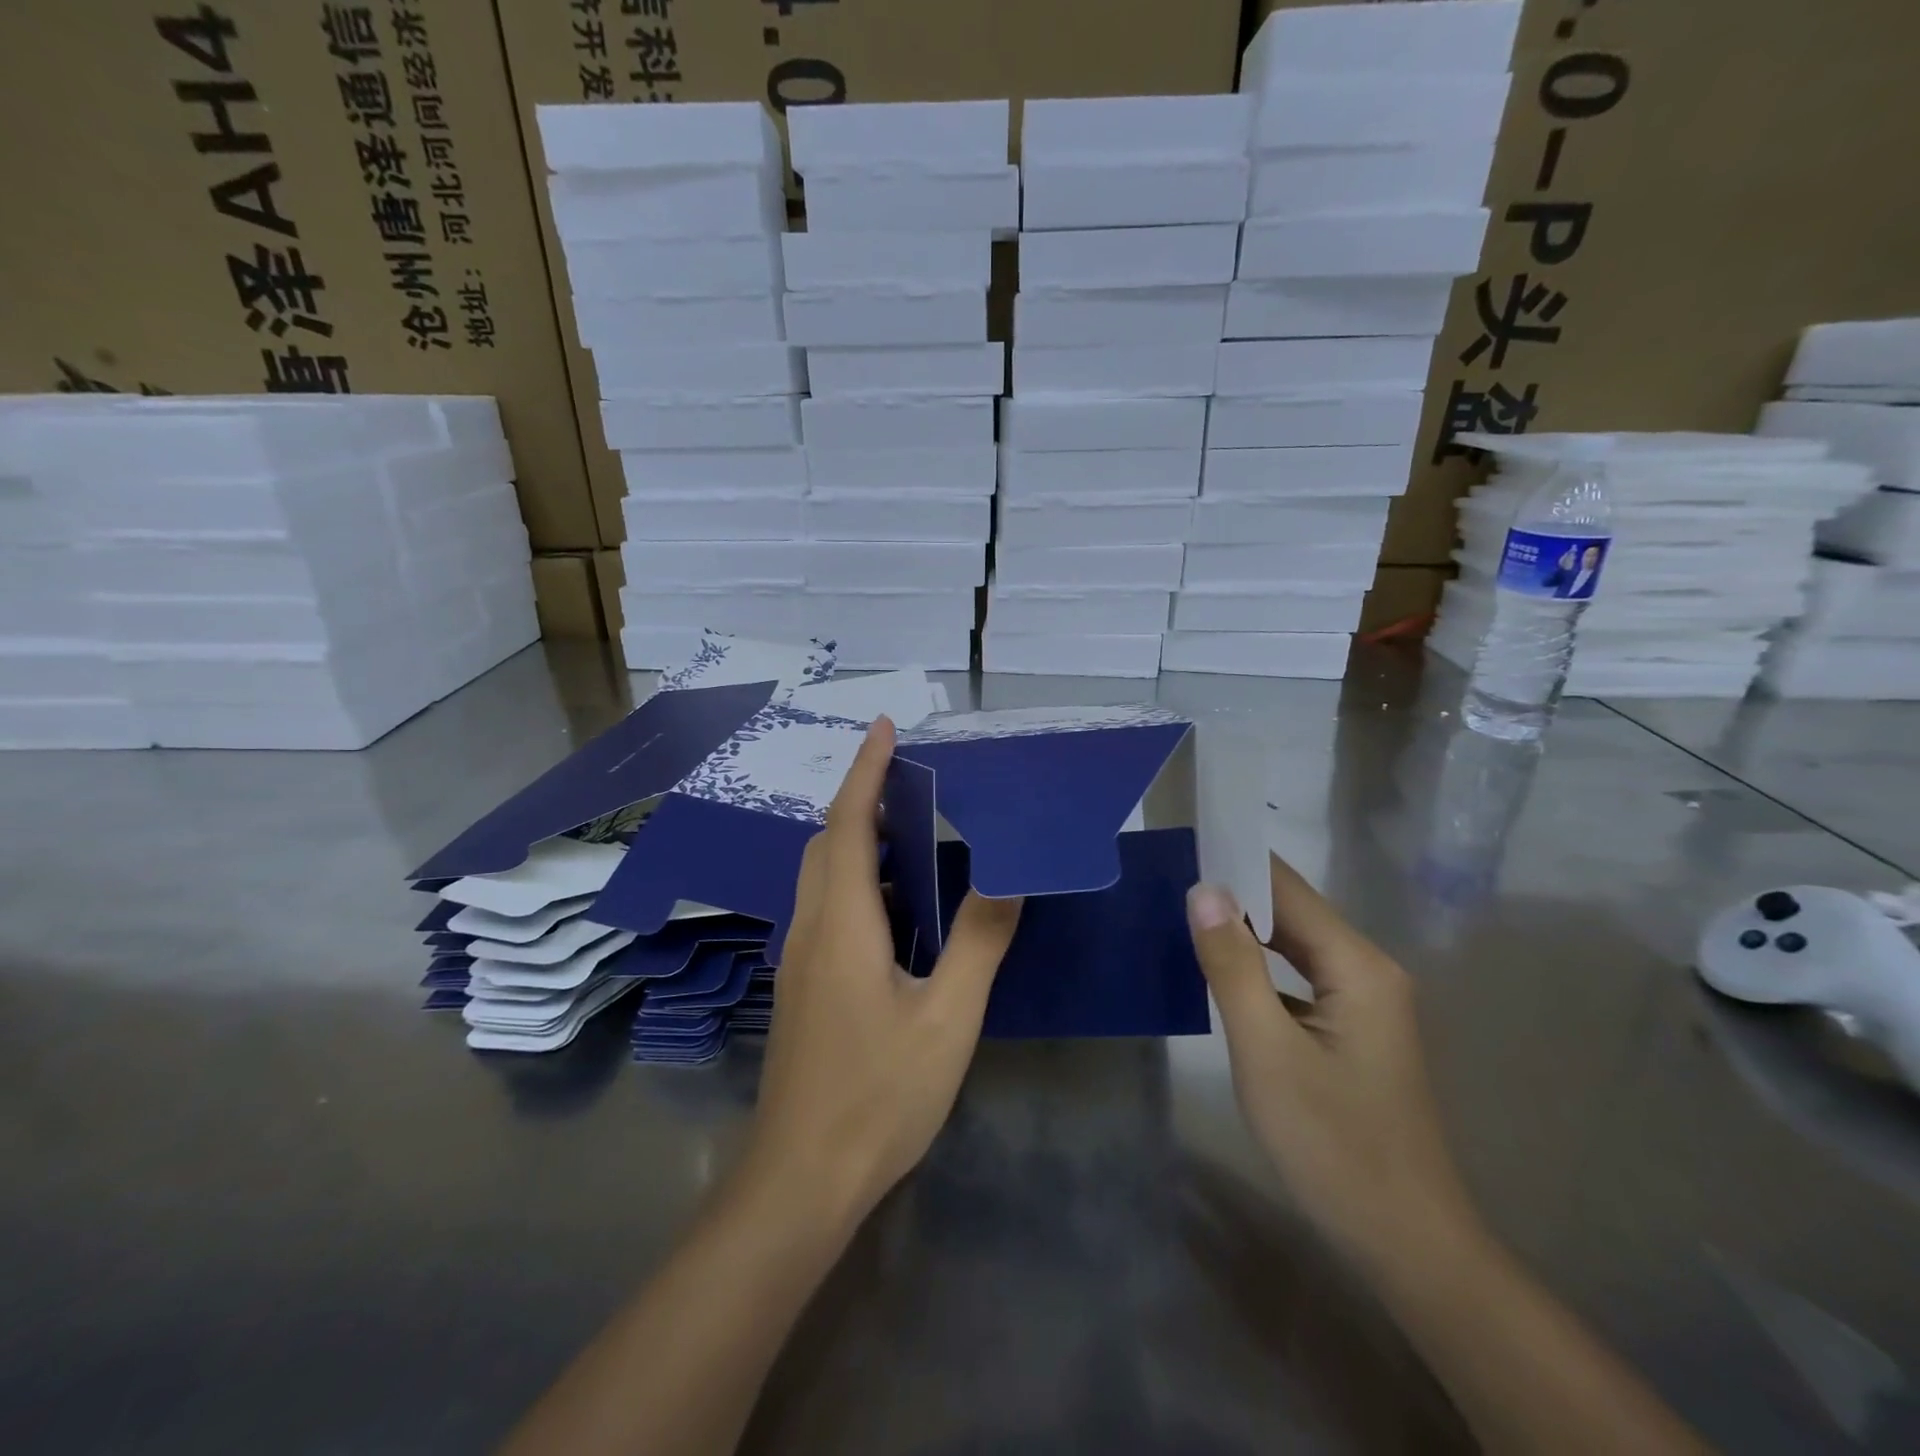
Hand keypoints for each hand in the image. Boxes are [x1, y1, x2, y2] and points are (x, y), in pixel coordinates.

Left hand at [745, 715, 1022, 1227]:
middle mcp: (810, 928)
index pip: (847, 824)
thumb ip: (978, 942)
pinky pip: (826, 908)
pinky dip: (855, 880)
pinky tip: (896, 908)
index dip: (864, 771)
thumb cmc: (878, 1094)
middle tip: (912, 785)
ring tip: (911, 835)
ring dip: (857, 841)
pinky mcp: (802, 986)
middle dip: (861, 801)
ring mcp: (799, 959)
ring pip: (820, 876)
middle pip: (825, 843)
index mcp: (842, 922)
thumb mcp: (947, 1017)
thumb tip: (1007, 878)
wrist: (802, 1178)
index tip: (884, 727)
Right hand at [1186, 855, 1477, 1274]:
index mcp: (1358, 965)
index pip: (1288, 888)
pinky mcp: (1353, 1029)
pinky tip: (1222, 971)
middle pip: (1293, 912)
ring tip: (1182, 913)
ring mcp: (1365, 1002)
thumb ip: (1233, 966)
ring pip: (1295, 946)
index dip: (1235, 863)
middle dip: (1235, 893)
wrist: (1406, 1243)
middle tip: (1167, 880)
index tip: (1181, 847)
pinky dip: (1260, 966)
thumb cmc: (1333, 1144)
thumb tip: (1203, 889)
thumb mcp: (1267, 1051)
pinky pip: (1299, 978)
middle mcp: (1368, 970)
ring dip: (1244, 929)